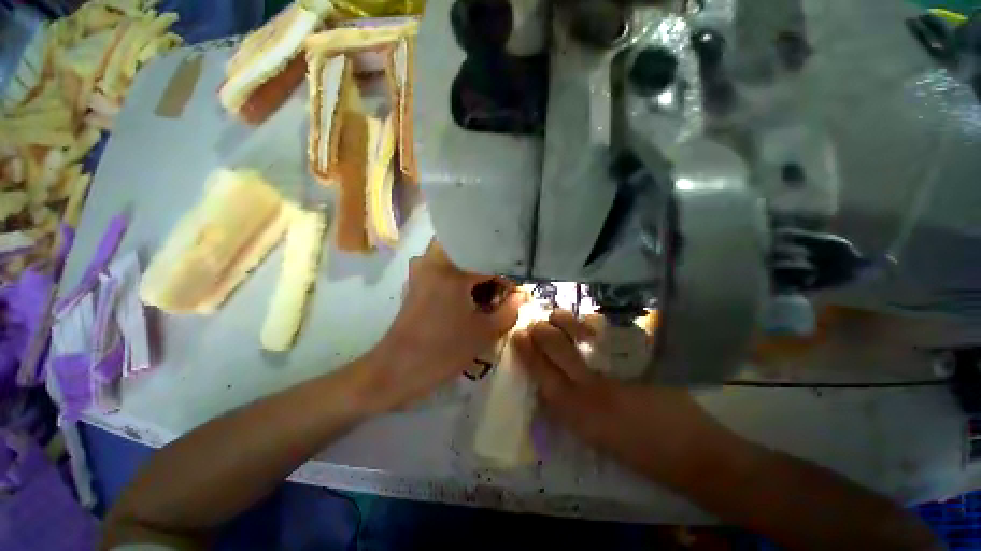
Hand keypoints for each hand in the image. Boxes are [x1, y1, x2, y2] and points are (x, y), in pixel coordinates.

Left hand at [365, 241, 523, 410]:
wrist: (397, 370)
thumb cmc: (443, 351)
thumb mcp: (484, 332)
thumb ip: (509, 310)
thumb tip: (521, 295)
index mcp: (452, 268)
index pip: (491, 261)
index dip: (509, 277)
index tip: (517, 292)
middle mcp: (433, 259)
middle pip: (471, 250)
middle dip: (489, 266)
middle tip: (501, 286)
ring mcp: (421, 268)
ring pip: (456, 256)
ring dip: (474, 269)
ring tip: (487, 291)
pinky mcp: (416, 280)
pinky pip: (443, 266)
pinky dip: (459, 274)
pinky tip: (469, 295)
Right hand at [512, 310, 719, 478]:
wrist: (690, 453)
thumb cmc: (633, 450)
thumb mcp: (590, 434)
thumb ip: (566, 405)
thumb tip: (547, 379)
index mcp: (576, 412)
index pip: (540, 371)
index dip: (525, 350)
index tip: (517, 334)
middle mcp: (590, 387)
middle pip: (555, 347)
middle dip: (540, 330)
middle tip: (535, 323)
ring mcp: (615, 369)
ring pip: (578, 334)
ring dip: (563, 320)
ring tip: (556, 315)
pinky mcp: (637, 358)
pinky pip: (606, 334)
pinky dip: (590, 323)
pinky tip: (585, 321)